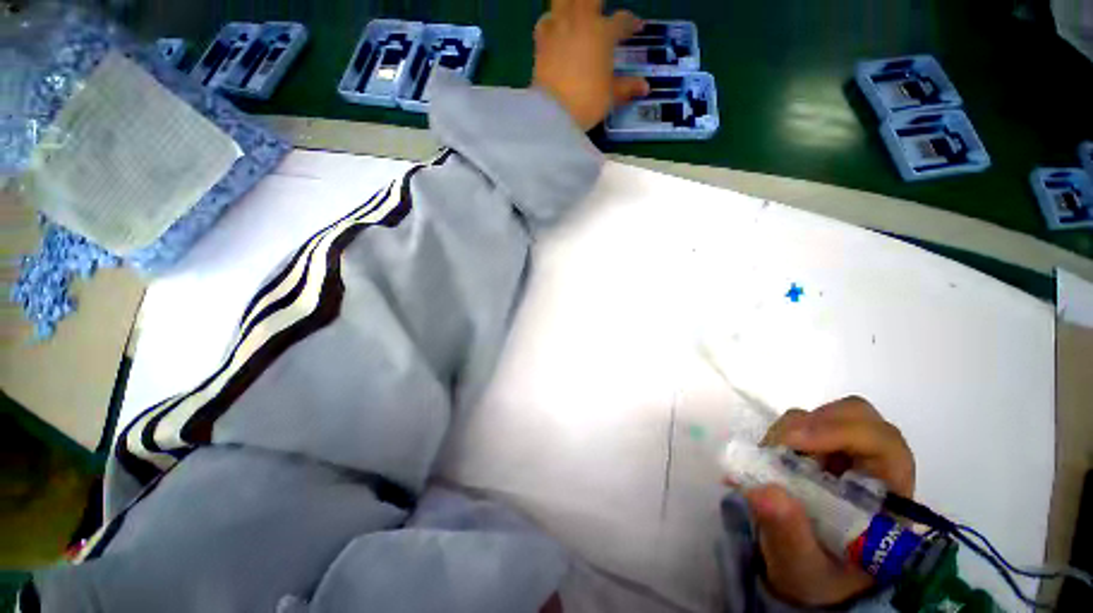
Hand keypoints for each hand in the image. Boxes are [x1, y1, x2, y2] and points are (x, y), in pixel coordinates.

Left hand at [532, 0, 649, 129]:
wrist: (554, 112)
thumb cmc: (587, 102)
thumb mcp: (610, 96)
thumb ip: (626, 87)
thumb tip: (645, 87)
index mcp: (603, 33)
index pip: (622, 21)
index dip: (631, 23)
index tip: (637, 28)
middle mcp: (581, 22)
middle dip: (598, 3)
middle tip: (602, 12)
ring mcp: (559, 29)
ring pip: (563, 0)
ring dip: (572, 3)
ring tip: (578, 12)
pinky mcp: (541, 42)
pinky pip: (545, 21)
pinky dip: (550, 21)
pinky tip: (554, 27)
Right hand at [745, 396, 915, 606]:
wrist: (810, 576)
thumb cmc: (819, 577)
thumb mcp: (804, 567)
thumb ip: (788, 533)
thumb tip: (761, 491)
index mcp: (888, 496)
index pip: (883, 443)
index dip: (842, 431)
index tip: (794, 441)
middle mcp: (871, 466)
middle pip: (857, 416)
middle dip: (815, 424)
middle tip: (780, 446)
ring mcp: (843, 455)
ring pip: (824, 415)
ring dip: (791, 430)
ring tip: (770, 460)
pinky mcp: (818, 451)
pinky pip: (799, 424)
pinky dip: (779, 435)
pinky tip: (767, 459)